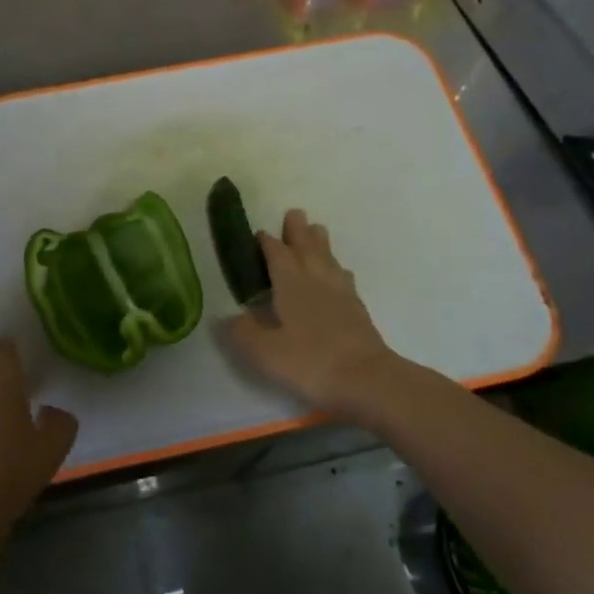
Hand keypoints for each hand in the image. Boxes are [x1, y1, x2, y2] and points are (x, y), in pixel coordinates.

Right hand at [227, 209, 419, 427]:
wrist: (366, 379)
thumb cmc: (309, 362)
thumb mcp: (265, 352)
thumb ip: (244, 332)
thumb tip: (227, 318)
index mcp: (290, 282)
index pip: (276, 252)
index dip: (266, 241)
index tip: (259, 233)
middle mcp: (315, 278)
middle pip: (306, 245)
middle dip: (297, 230)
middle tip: (294, 213)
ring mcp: (340, 291)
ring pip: (327, 257)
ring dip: (319, 242)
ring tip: (316, 230)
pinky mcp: (357, 307)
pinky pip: (343, 276)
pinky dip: (336, 267)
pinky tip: (338, 272)